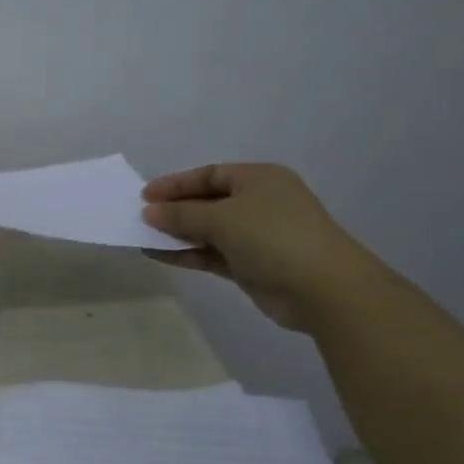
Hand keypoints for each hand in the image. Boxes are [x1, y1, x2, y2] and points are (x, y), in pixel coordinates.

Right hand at [141, 163, 382, 331]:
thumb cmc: (273, 236)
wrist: (323, 289)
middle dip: (174, 209)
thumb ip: (181, 214)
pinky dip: (187, 253)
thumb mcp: (221, 218)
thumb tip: (149, 212)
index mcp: (259, 179)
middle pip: (207, 201)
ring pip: (208, 230)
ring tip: (142, 237)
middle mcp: (259, 203)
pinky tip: (158, 254)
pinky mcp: (252, 265)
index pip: (209, 174)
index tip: (144, 196)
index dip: (176, 184)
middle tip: (140, 217)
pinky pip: (212, 253)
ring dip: (177, 233)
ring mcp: (257, 236)